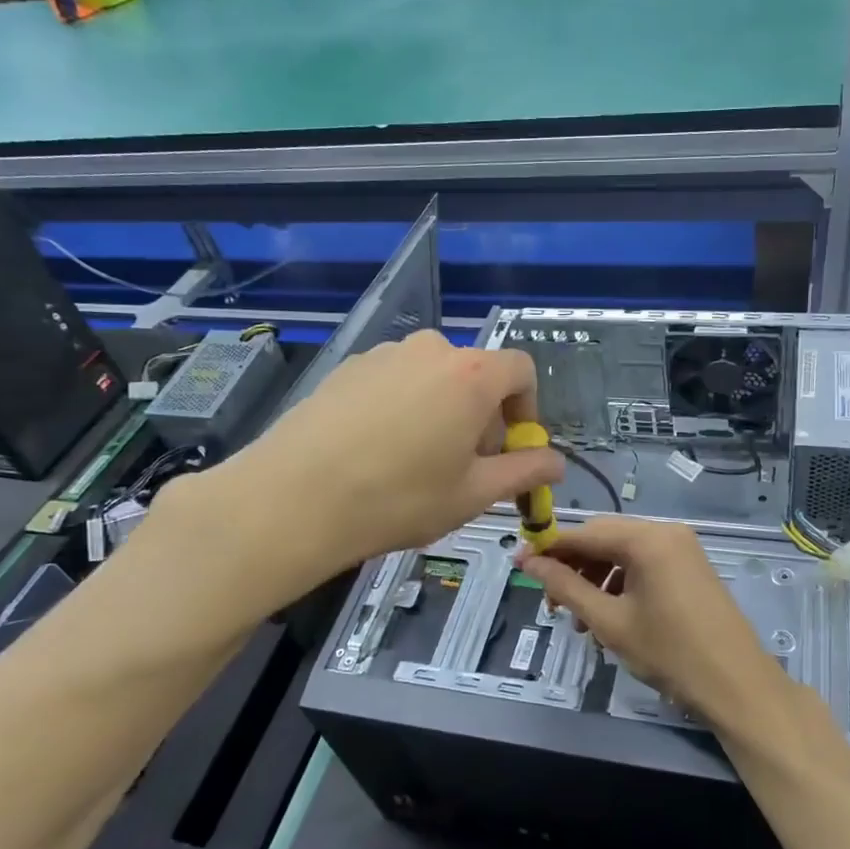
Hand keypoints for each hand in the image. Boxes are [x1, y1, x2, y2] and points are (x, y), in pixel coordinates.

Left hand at [161, 331, 561, 588]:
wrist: (294, 498)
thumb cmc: (399, 498)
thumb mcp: (474, 494)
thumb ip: (524, 472)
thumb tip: (556, 462)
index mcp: (471, 375)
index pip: (521, 370)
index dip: (527, 409)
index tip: (513, 449)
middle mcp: (430, 350)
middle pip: (475, 376)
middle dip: (481, 418)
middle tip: (462, 468)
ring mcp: (383, 355)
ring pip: (432, 379)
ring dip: (440, 412)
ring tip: (415, 463)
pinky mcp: (346, 368)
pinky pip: (393, 382)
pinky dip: (401, 409)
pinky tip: (375, 453)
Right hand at [516, 516, 787, 726]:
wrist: (737, 684)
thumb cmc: (670, 653)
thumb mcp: (609, 621)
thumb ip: (566, 587)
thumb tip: (529, 562)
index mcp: (647, 538)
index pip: (584, 533)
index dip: (549, 549)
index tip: (520, 566)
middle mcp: (665, 531)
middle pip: (604, 539)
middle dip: (573, 567)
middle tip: (552, 604)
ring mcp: (682, 547)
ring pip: (622, 552)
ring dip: (595, 579)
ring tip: (581, 619)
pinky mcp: (690, 564)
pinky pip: (643, 563)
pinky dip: (621, 583)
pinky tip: (610, 615)